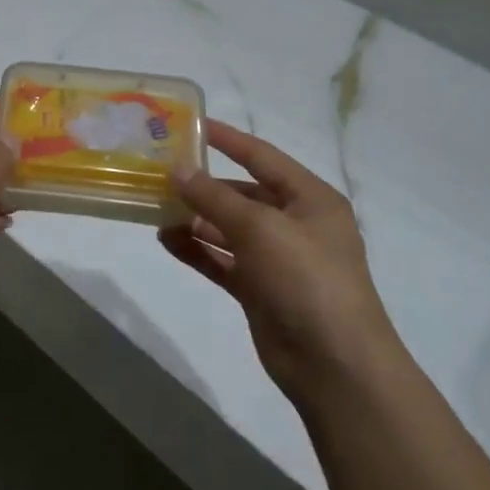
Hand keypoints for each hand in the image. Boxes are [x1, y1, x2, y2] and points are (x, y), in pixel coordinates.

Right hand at [159, 120, 399, 404]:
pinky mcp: (259, 290)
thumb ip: (214, 198)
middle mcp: (294, 224)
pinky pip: (222, 260)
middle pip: (242, 194)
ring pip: (228, 229)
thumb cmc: (306, 279)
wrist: (334, 364)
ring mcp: (276, 259)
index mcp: (310, 199)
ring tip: (155, 208)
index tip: (192, 125)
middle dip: (203, 185)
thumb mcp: (260, 228)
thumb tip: (177, 170)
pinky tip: (165, 240)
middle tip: (160, 174)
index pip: (262, 157)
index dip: (228, 140)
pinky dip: (196, 250)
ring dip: (195, 219)